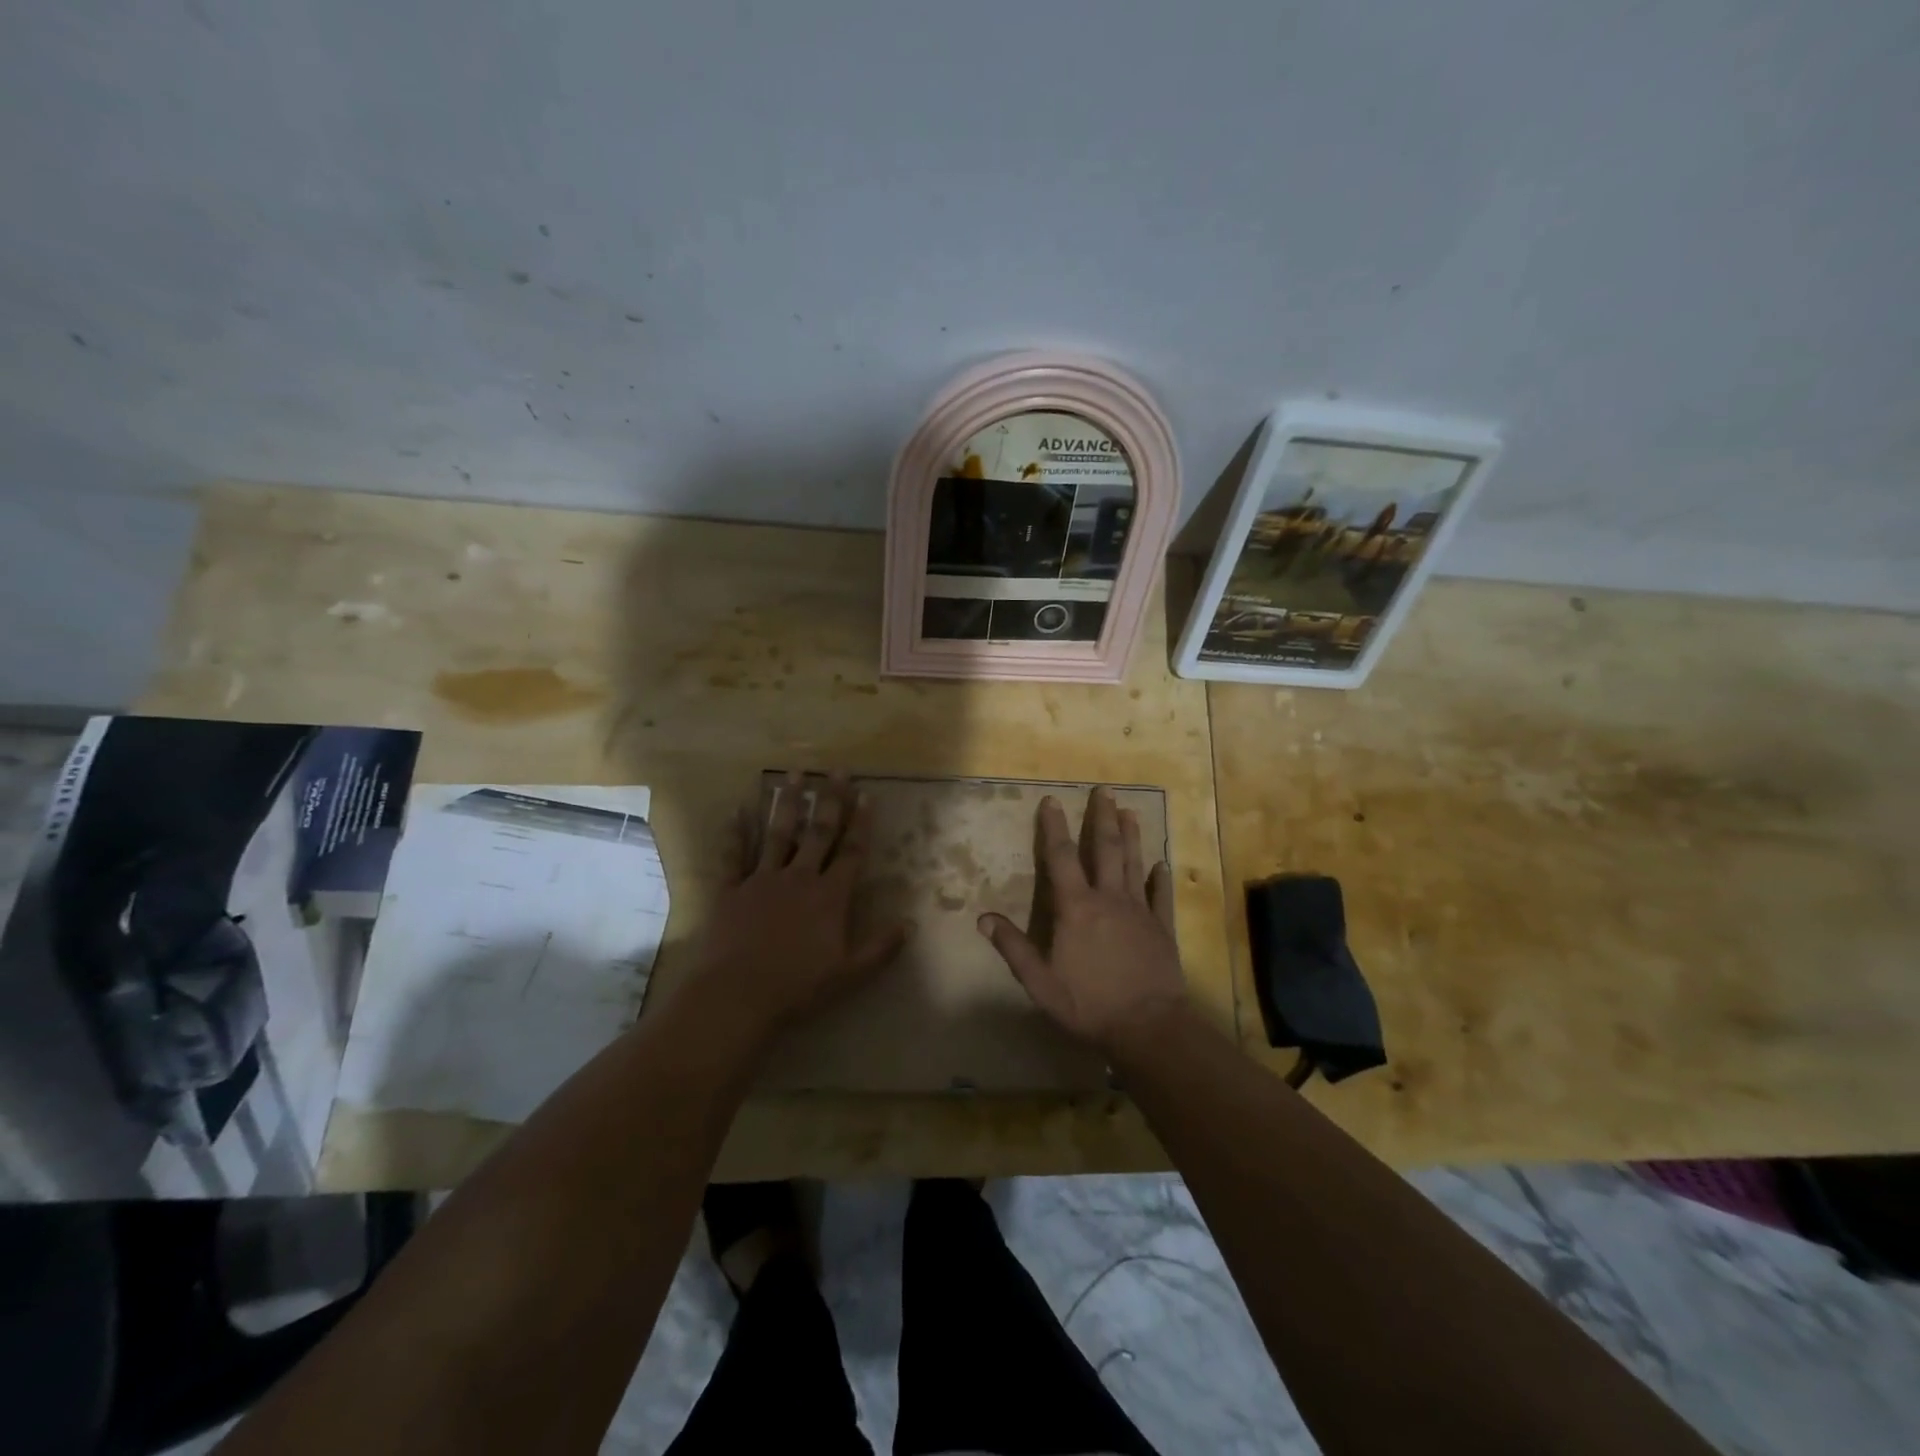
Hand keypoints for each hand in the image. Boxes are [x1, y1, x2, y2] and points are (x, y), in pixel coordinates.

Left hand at [694, 772, 908, 1034]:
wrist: (738, 993)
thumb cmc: (798, 985)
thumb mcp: (849, 973)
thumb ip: (880, 947)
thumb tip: (909, 924)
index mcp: (829, 895)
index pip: (851, 851)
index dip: (861, 823)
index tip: (866, 795)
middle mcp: (799, 877)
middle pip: (818, 832)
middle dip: (830, 799)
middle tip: (836, 770)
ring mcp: (762, 880)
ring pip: (778, 833)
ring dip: (787, 802)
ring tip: (792, 774)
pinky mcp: (731, 890)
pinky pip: (734, 855)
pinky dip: (735, 832)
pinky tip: (737, 809)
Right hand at [977, 787, 1188, 1054]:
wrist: (1147, 1026)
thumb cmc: (1088, 1004)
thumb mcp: (1040, 981)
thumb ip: (1013, 947)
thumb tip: (983, 918)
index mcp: (1076, 908)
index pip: (1061, 858)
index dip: (1054, 828)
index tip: (1052, 800)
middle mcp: (1109, 899)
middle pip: (1105, 849)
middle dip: (1102, 818)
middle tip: (1104, 790)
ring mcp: (1139, 911)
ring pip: (1133, 864)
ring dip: (1131, 836)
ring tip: (1129, 811)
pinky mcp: (1162, 928)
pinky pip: (1161, 897)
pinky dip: (1160, 879)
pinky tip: (1162, 864)